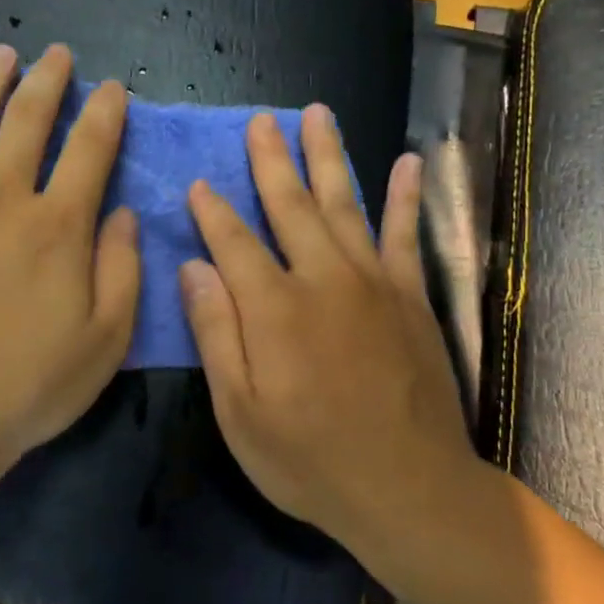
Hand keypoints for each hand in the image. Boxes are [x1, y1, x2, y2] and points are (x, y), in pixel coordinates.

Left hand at [0, 44, 140, 475]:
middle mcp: (4, 199)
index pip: (90, 149)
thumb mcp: (106, 340)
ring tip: (2, 54)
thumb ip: (122, 269)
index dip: (105, 113)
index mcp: (59, 226)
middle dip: (48, 81)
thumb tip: (123, 213)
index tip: (112, 87)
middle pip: (28, 121)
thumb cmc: (30, 384)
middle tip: (57, 53)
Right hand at [179, 107, 489, 556]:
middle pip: (291, 206)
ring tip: (317, 115)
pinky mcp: (410, 297)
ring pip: (344, 204)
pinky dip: (405, 197)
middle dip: (270, 161)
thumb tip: (193, 267)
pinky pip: (405, 235)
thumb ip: (215, 332)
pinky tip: (407, 162)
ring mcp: (373, 283)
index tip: (197, 183)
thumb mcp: (239, 411)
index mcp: (274, 308)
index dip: (212, 211)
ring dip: (327, 157)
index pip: (233, 242)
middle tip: (259, 121)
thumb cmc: (308, 459)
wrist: (407, 488)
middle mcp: (323, 279)